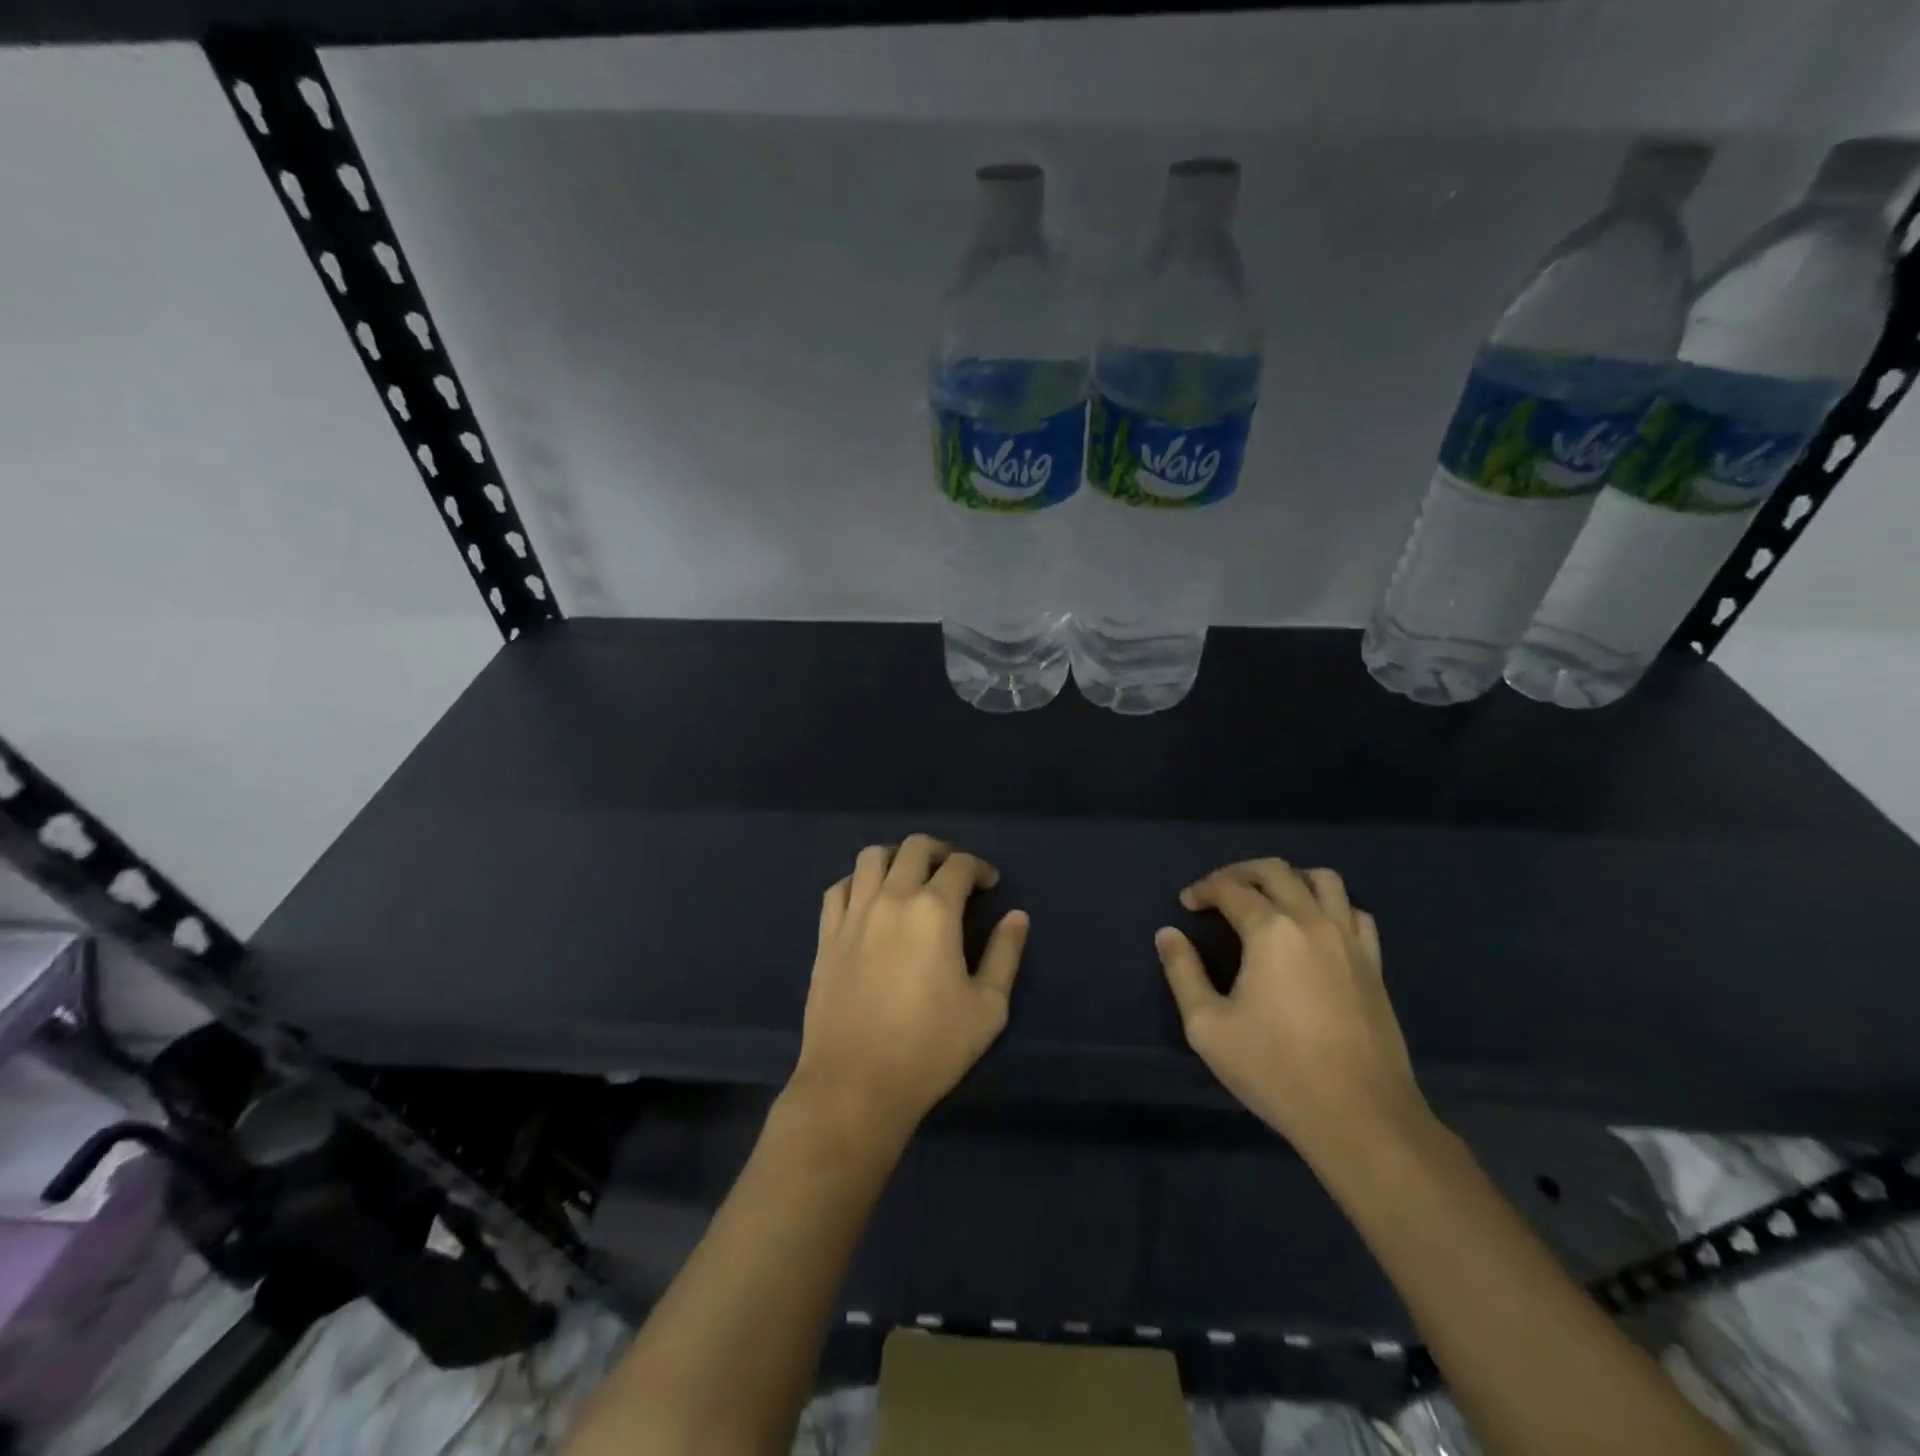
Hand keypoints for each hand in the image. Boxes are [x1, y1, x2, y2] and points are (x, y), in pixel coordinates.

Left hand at [791, 835, 1027, 1145]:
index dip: (980, 868)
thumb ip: (1005, 954)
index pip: (960, 865)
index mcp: (934, 911)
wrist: (856, 1084)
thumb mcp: (987, 1007)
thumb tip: (1017, 916)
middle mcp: (891, 898)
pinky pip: (840, 888)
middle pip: (914, 848)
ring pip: (871, 857)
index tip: (990, 884)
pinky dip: (859, 881)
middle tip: (954, 873)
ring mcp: (853, 914)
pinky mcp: (826, 935)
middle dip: (941, 851)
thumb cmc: (930, 1047)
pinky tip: (869, 899)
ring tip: (910, 877)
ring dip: (897, 857)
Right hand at [1155, 859, 1428, 1160]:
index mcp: (1270, 931)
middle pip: (1276, 871)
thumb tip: (1168, 934)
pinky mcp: (1374, 965)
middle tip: (1219, 891)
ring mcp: (1350, 941)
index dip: (1204, 889)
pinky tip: (1315, 928)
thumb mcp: (1207, 1026)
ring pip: (1324, 880)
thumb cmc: (1274, 1068)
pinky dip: (1331, 905)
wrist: (1358, 1115)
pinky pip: (1356, 913)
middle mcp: (1312, 922)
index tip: (1187, 904)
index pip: (1231, 889)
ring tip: (1269, 899)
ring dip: (1290, 878)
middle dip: (1240, 872)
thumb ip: (1183, 972)